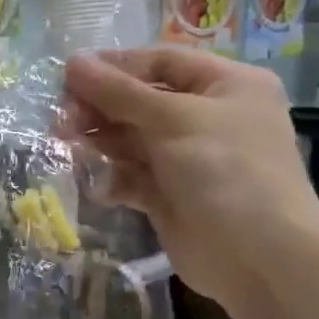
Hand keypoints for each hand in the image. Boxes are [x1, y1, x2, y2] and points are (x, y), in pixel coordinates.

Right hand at [62, 48, 318, 309]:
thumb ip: (118, 92)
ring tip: (69, 147)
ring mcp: (188, 158)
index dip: (115, 66)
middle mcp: (208, 117)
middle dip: (100, 108)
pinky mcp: (170, 194)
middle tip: (61, 119)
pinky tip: (101, 187)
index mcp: (226, 85)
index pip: (161, 62)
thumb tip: (72, 61)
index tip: (68, 76)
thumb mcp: (172, 119)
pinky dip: (113, 178)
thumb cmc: (225, 170)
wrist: (258, 257)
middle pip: (140, 101)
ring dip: (100, 142)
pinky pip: (132, 175)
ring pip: (130, 139)